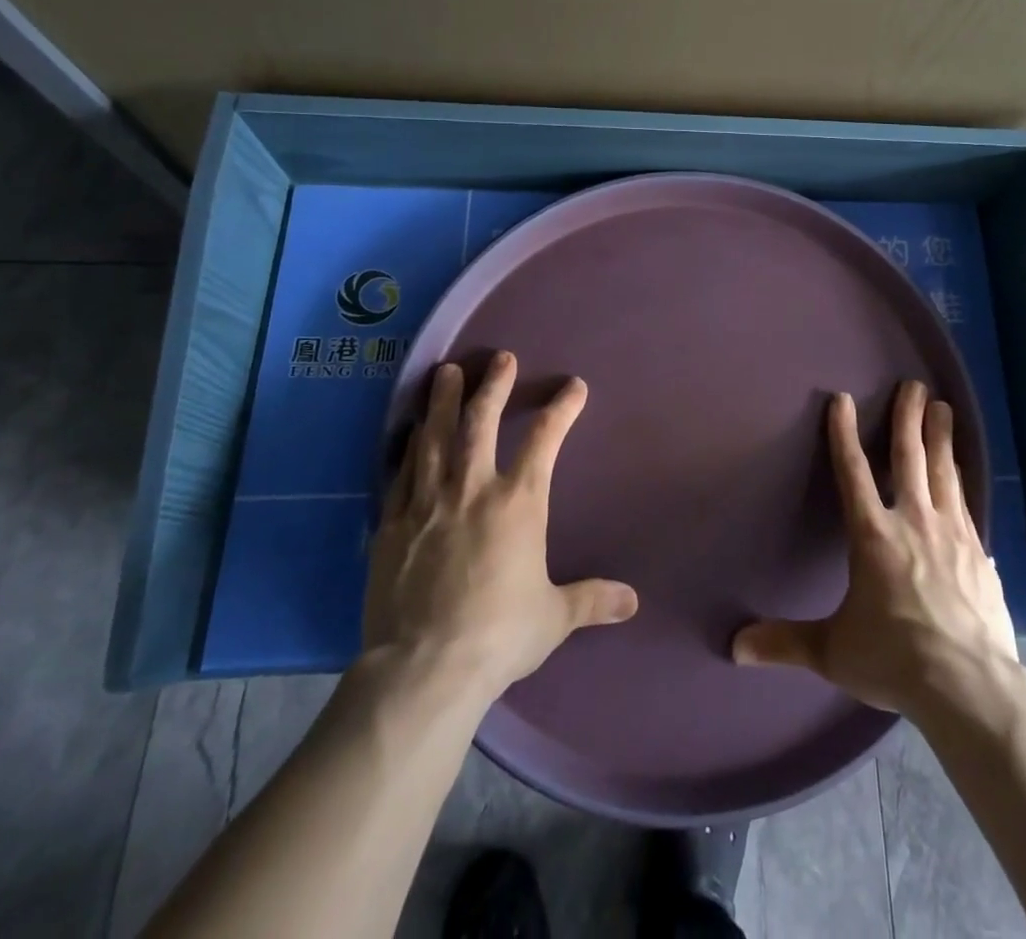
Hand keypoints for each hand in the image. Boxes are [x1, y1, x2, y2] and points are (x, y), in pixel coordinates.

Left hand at [363, 352, 638, 700]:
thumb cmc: (498, 635)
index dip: (562, 408)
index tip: (573, 387)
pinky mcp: (392, 523)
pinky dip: (409, 445)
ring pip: (435, 436)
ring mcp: (428, 502)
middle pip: (482, 422)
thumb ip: (592, 600)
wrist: (423, 668)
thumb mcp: (553, 618)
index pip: (545, 440)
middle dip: (494, 386)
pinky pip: (401, 472)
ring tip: (445, 372)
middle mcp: (473, 489)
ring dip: (443, 400)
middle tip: (500, 358)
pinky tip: (410, 431)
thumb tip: (633, 602)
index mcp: (518, 502)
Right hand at [732, 380, 1018, 717]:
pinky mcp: (979, 554)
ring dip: (941, 437)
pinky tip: (966, 476)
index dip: (843, 433)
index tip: (841, 399)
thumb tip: (735, 647)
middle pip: (909, 457)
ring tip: (944, 408)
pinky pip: (968, 505)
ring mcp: (952, 535)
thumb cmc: (894, 659)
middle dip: (909, 417)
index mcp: (873, 536)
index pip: (852, 472)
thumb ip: (784, 642)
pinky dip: (964, 482)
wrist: (969, 687)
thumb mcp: (832, 651)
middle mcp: (913, 522)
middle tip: (914, 385)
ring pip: (945, 472)